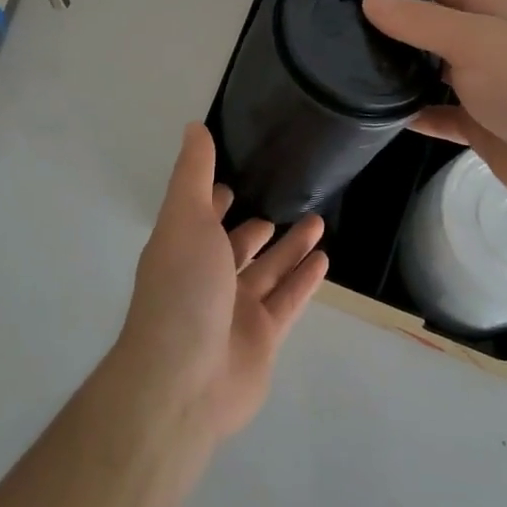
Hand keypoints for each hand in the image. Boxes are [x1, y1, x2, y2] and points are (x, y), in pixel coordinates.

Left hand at [112, 124, 328, 440]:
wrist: (184, 380)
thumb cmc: (182, 288)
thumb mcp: (185, 218)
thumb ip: (194, 173)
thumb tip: (194, 126)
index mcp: (183, 248)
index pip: (201, 216)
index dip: (215, 197)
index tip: (238, 177)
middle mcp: (207, 278)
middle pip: (237, 246)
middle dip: (257, 226)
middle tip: (286, 199)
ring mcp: (235, 311)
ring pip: (268, 271)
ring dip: (290, 247)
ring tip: (317, 220)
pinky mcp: (263, 338)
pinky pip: (288, 301)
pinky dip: (304, 280)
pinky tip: (324, 258)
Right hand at [361, 0, 506, 223]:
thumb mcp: (473, 40)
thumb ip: (420, 21)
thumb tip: (369, 0)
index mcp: (491, 9)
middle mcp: (485, 40)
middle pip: (432, 20)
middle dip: (394, 18)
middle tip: (343, 21)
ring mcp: (482, 83)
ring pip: (431, 67)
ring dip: (400, 65)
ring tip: (351, 62)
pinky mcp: (476, 122)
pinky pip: (436, 112)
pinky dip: (412, 111)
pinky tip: (380, 112)